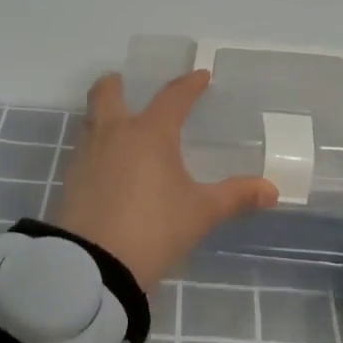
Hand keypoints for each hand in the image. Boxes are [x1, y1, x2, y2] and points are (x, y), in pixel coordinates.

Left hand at [52, 71, 278, 292]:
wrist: (92, 266)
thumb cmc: (153, 229)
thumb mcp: (200, 213)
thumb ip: (235, 196)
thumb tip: (272, 190)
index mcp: (149, 133)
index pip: (172, 98)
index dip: (189, 85)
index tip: (200, 76)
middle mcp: (114, 134)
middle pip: (107, 94)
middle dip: (117, 84)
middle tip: (126, 83)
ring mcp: (86, 156)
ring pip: (91, 120)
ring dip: (103, 114)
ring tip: (120, 126)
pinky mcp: (70, 180)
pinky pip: (84, 149)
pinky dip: (96, 146)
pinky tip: (108, 166)